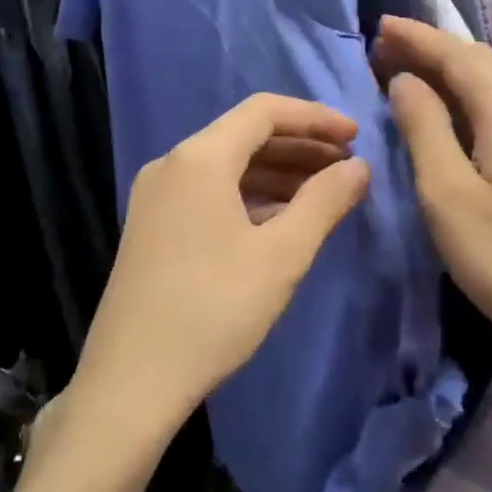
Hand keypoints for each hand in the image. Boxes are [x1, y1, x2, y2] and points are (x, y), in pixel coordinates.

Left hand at [69, 94, 369, 453]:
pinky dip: (249, 196)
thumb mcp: (281, 255)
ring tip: (323, 193)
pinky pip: (209, 192)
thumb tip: (359, 167)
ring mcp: (156, 196)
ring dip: (277, 172)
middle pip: (244, 136)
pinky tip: (279, 220)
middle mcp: (172, 164)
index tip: (355, 137)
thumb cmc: (214, 309)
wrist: (132, 380)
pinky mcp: (152, 226)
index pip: (264, 111)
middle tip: (347, 168)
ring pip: (226, 166)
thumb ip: (324, 202)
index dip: (315, 118)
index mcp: (199, 158)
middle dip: (300, 146)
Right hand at [373, 16, 491, 403]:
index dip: (416, 38)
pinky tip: (453, 111)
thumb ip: (423, 127)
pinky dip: (472, 95)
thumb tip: (404, 80)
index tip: (378, 26)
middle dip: (432, 49)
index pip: (457, 55)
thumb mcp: (446, 193)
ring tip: (411, 72)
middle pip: (480, 61)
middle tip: (386, 48)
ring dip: (452, 70)